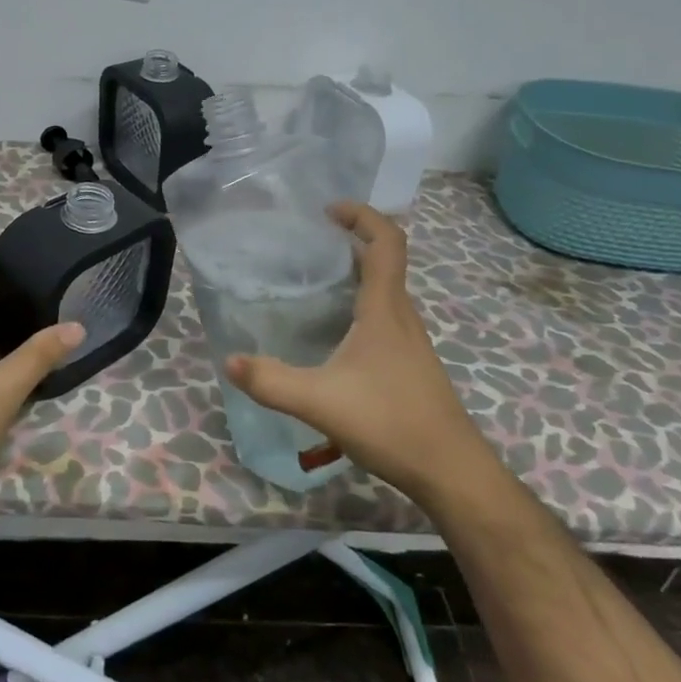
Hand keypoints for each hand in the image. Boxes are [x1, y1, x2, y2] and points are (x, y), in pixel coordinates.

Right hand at [223, 203, 483, 497]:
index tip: (329, 210)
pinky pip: (384, 316)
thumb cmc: (391, 423)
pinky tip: (334, 332)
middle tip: (310, 242)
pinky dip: (360, 304)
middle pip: (385, 261)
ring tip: (314, 280)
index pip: (386, 243)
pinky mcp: (409, 364)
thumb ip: (272, 381)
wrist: (451, 471)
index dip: (363, 216)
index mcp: (385, 309)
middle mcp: (402, 316)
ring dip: (357, 273)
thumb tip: (229, 361)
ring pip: (385, 290)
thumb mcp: (321, 402)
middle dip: (351, 241)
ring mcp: (409, 342)